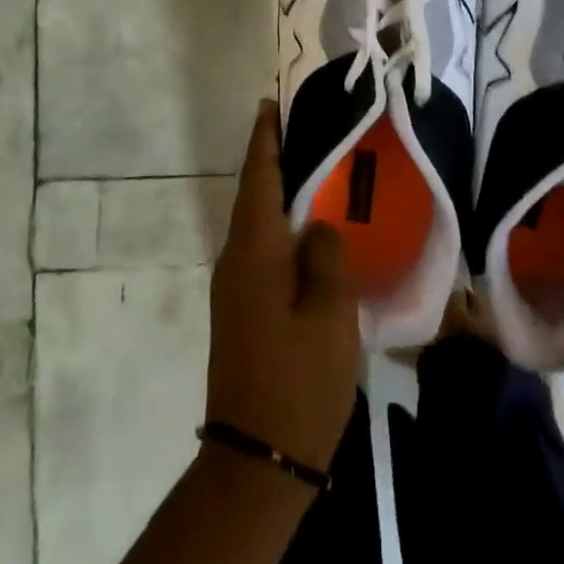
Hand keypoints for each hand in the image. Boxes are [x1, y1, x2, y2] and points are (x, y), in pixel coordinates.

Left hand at [205, 100, 360, 474]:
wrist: (257, 459)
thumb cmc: (299, 381)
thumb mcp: (329, 315)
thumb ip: (326, 257)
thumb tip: (317, 226)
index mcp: (254, 252)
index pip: (259, 178)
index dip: (265, 139)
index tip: (271, 105)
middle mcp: (235, 261)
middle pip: (254, 196)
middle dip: (273, 160)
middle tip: (305, 130)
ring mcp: (234, 289)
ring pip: (258, 225)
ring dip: (278, 194)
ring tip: (313, 171)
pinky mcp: (241, 311)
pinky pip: (261, 251)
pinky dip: (280, 228)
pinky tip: (307, 233)